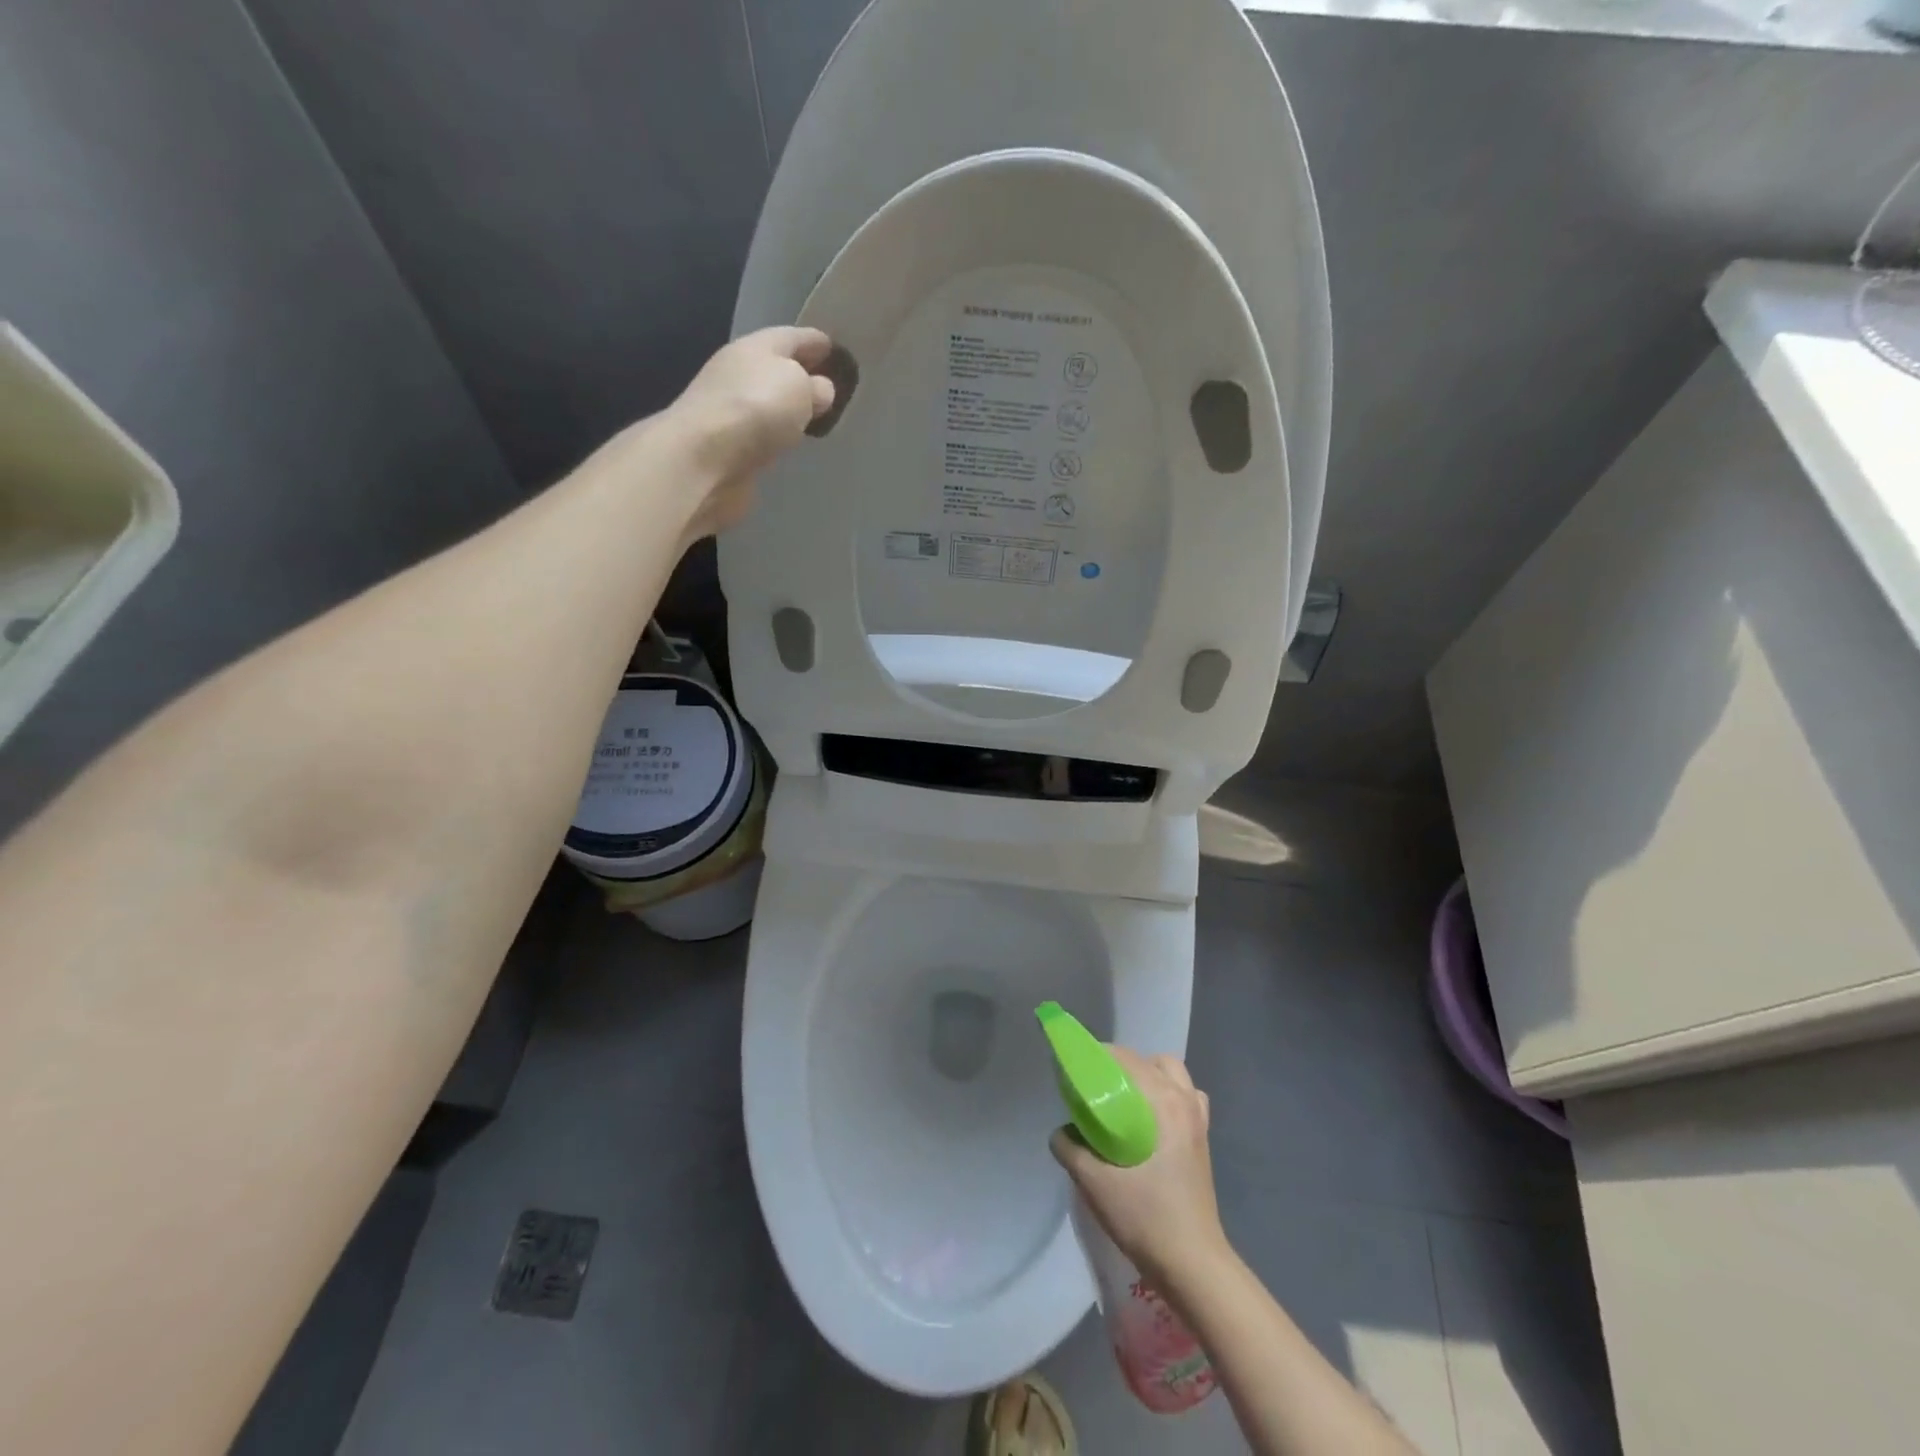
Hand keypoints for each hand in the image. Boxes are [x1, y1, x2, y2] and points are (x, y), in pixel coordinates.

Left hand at [669, 326, 836, 538]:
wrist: (704, 458)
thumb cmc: (757, 410)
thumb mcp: (799, 387)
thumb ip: (816, 387)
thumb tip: (820, 390)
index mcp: (756, 346)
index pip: (793, 337)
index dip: (816, 342)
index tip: (836, 348)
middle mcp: (738, 371)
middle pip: (776, 366)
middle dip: (800, 372)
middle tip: (828, 385)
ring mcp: (728, 408)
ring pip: (766, 400)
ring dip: (786, 405)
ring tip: (811, 414)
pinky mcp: (726, 444)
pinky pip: (759, 431)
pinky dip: (774, 432)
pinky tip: (786, 440)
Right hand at [1050, 1047, 1231, 1287]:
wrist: (1193, 1265)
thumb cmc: (1145, 1217)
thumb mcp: (1094, 1183)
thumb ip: (1070, 1149)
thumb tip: (1062, 1133)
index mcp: (1162, 1101)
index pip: (1126, 1058)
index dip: (1098, 1057)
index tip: (1076, 1071)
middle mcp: (1184, 1100)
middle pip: (1150, 1061)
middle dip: (1121, 1066)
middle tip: (1097, 1088)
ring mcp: (1198, 1120)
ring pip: (1173, 1075)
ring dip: (1149, 1077)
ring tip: (1126, 1100)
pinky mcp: (1203, 1139)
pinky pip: (1187, 1098)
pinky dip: (1169, 1096)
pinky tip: (1151, 1121)